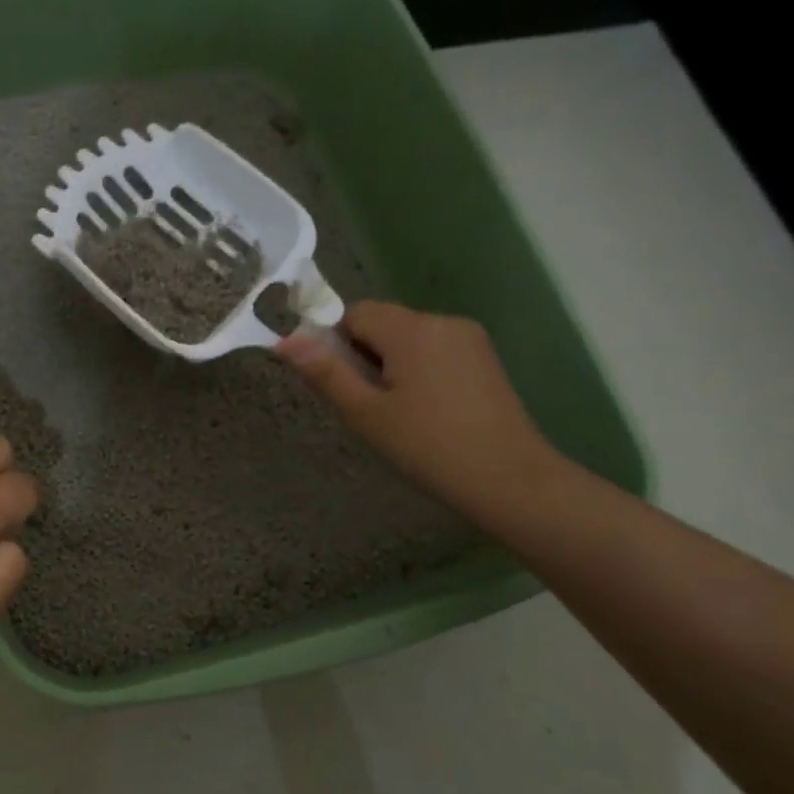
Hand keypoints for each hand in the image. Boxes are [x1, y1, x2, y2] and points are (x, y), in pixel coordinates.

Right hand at [277, 302, 563, 518]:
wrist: (509, 480)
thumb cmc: (427, 447)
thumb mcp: (365, 413)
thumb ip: (325, 373)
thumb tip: (284, 341)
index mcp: (411, 329)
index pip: (354, 313)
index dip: (336, 343)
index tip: (341, 384)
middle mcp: (442, 321)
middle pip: (383, 323)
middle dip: (364, 355)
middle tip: (368, 406)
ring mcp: (469, 339)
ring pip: (408, 339)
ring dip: (391, 364)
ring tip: (397, 413)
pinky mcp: (484, 359)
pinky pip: (434, 351)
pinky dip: (418, 371)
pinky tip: (426, 411)